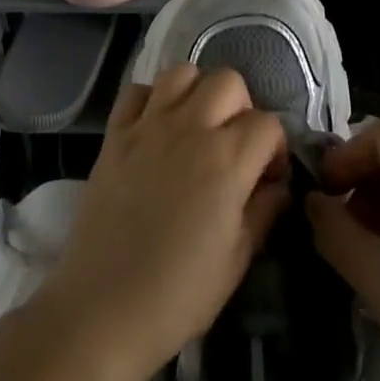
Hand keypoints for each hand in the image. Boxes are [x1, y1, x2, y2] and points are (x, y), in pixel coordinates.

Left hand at [38, 65, 289, 380]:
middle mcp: (190, 128)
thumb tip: (278, 187)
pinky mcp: (114, 134)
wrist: (101, 308)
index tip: (268, 178)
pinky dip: (152, 99)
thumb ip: (263, 212)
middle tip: (235, 146)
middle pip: (229, 81)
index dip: (276, 149)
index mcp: (227, 160)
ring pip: (182, 73)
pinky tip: (156, 128)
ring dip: (198, 92)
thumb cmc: (178, 294)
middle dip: (242, 108)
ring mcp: (147, 126)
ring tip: (197, 127)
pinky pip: (136, 91)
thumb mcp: (237, 261)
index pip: (268, 124)